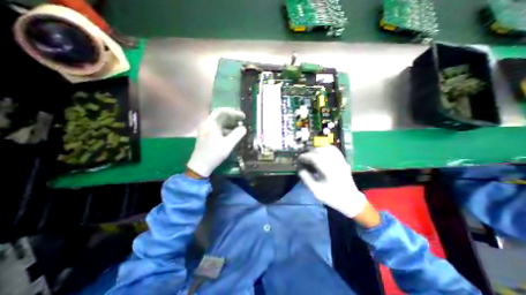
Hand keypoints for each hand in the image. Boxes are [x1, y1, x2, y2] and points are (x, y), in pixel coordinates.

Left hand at [189, 109, 247, 176]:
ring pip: (219, 121)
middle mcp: (207, 124)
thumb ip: (237, 134)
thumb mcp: (228, 145)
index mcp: (211, 124)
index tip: (244, 117)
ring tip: (238, 126)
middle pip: (220, 115)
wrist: (200, 166)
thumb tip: (244, 128)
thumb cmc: (214, 155)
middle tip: (242, 119)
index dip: (235, 113)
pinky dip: (225, 128)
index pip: (223, 112)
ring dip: (229, 122)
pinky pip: (217, 127)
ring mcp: (205, 129)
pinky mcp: (206, 134)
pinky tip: (231, 133)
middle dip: (232, 116)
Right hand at [298, 145, 371, 221]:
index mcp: (327, 170)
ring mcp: (339, 160)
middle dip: (309, 153)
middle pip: (319, 150)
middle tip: (304, 160)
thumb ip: (305, 177)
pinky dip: (325, 149)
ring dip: (316, 150)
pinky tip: (321, 153)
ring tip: (311, 157)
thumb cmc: (331, 196)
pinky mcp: (343, 160)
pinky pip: (333, 149)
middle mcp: (334, 162)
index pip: (312, 157)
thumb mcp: (315, 190)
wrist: (350, 200)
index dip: (303, 157)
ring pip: (326, 147)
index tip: (298, 161)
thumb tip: (299, 167)